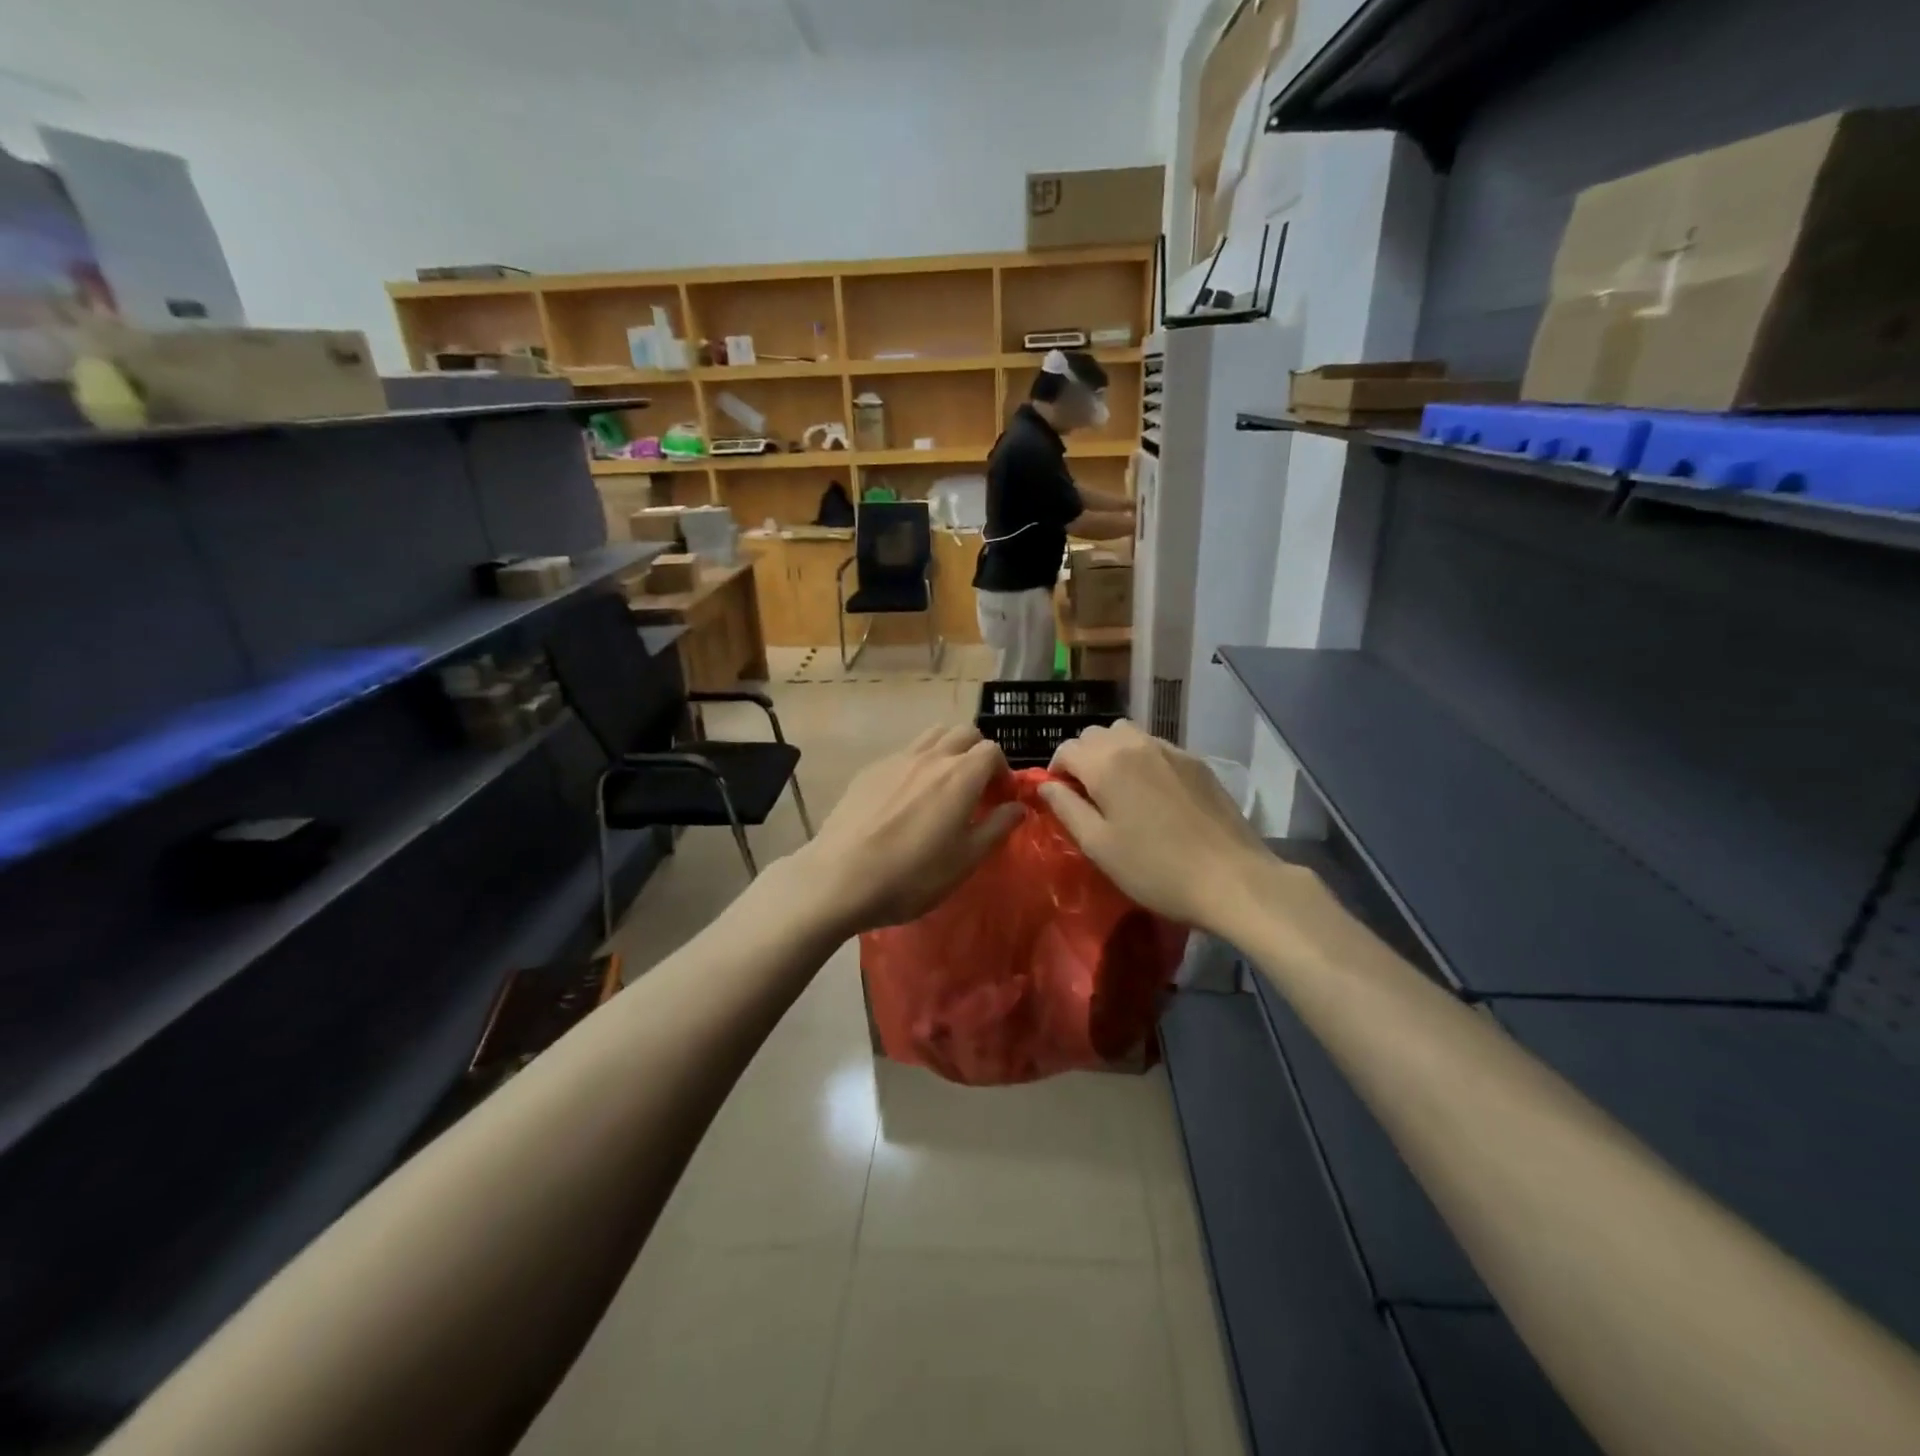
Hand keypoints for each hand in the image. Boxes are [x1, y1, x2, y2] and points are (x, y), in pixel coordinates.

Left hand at [799, 724, 1023, 933]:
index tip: (999, 798)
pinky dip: (917, 763)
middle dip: (977, 753)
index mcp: (960, 775)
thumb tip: (1017, 806)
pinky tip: (906, 798)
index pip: (992, 750)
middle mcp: (931, 756)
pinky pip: (903, 753)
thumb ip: (996, 827)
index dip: (1002, 771)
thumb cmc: (912, 875)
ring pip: (932, 735)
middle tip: (976, 788)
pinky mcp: (870, 770)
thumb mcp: (965, 860)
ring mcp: (896, 759)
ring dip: (947, 750)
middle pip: (964, 733)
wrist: (840, 878)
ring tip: (943, 785)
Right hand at [1041, 722, 1273, 932]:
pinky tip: (1152, 793)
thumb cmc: (1154, 869)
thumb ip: (1066, 808)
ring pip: (1127, 734)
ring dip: (1112, 752)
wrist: (1231, 878)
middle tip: (1087, 794)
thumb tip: (1046, 785)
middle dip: (1083, 757)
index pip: (1067, 748)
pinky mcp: (1197, 762)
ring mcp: (1171, 750)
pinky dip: (1142, 759)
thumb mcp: (1098, 846)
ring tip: (1118, 789)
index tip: (1060, 797)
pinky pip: (1156, 747)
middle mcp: (1136, 744)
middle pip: (1096, 734)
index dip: (1056, 770)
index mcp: (1106, 763)